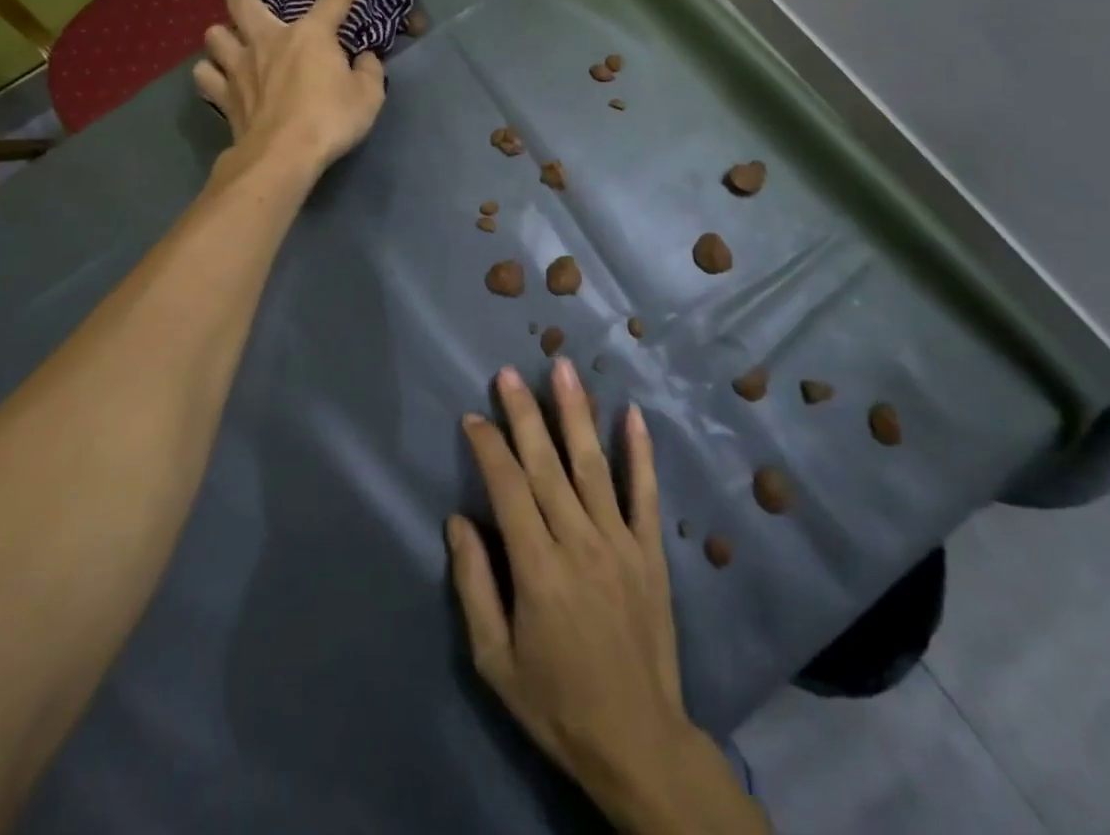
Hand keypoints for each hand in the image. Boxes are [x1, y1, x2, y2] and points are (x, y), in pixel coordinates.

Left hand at [194, 0, 385, 180]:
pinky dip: (210, 72)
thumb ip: (369, 71)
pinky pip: (206, 75)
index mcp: (310, 35)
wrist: (283, 155)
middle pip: (242, 0)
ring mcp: (239, 66)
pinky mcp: (223, 95)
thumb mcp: (369, 96)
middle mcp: (268, 40)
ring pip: (214, 35)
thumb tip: (365, 58)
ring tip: (231, 39)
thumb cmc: (331, 119)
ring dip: (222, 34)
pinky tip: (218, 76)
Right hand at [449, 361, 767, 834]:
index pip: (507, 488)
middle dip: (524, 414)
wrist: (638, 741)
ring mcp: (620, 542)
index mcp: (537, 569)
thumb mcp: (495, 660)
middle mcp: (579, 542)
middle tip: (509, 373)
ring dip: (576, 413)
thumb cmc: (556, 703)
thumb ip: (474, 585)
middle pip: (547, 465)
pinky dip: (640, 452)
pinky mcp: (651, 552)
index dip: (489, 447)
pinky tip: (632, 413)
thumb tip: (458, 521)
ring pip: (593, 465)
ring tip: (564, 368)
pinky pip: (645, 493)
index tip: (473, 417)